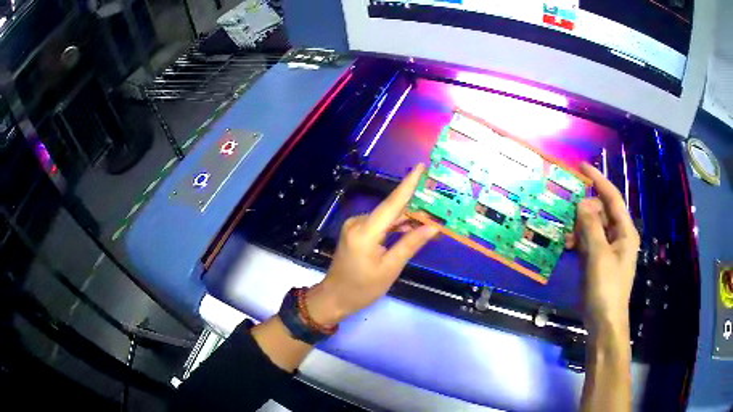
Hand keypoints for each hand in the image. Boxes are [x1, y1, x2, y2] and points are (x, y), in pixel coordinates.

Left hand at [305, 164, 438, 327]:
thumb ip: (410, 244)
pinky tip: (415, 227)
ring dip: (408, 218)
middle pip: (392, 209)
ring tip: (434, 217)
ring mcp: (356, 226)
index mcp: (365, 232)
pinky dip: (397, 226)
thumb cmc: (362, 288)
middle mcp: (358, 222)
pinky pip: (381, 224)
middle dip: (416, 206)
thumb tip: (433, 227)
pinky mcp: (357, 231)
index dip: (408, 185)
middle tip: (440, 202)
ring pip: (388, 217)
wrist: (335, 297)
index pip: (392, 204)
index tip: (421, 167)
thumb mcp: (390, 269)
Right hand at [575, 163, 639, 333]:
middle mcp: (618, 237)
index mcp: (625, 232)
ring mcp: (607, 250)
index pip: (613, 198)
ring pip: (592, 227)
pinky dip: (577, 241)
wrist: (604, 322)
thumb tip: (582, 203)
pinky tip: (567, 246)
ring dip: (579, 228)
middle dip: (585, 210)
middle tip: (568, 211)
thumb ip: (591, 227)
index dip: (599, 181)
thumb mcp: (599, 256)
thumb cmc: (607, 288)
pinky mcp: (597, 262)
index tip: (582, 167)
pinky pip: (587, 243)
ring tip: (566, 235)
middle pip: (601, 212)